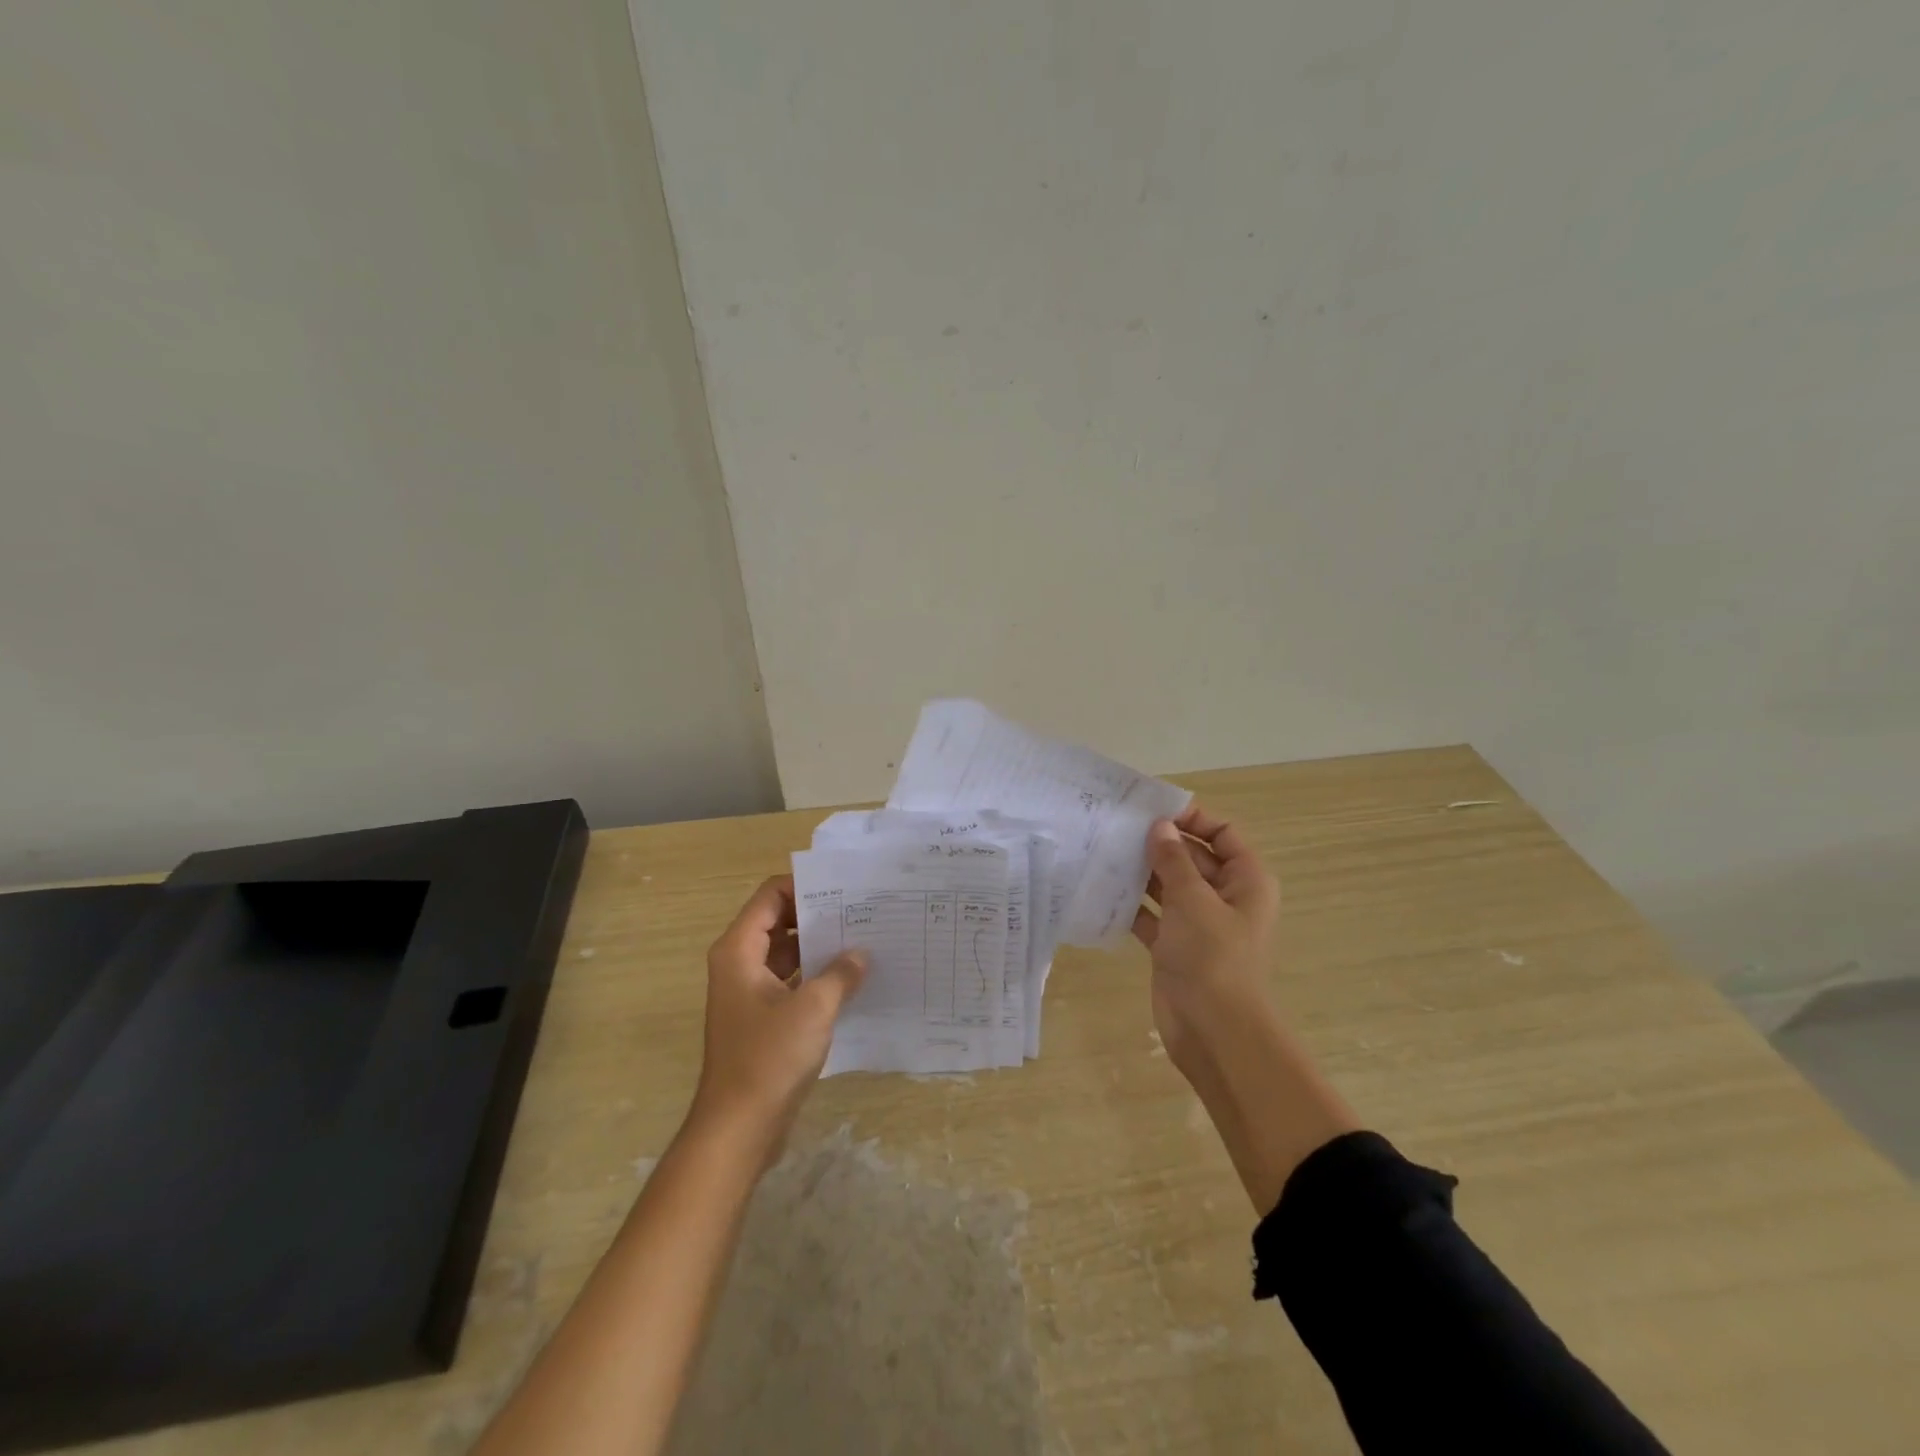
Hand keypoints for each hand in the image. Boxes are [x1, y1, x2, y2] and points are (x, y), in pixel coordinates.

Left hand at [689, 876, 866, 1159]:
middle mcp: (740, 964)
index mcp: (739, 950)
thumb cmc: (768, 1058)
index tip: (845, 888)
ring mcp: (750, 993)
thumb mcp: (813, 1008)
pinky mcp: (763, 1019)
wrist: (738, 1130)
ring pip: (788, 954)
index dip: (804, 886)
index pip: (770, 896)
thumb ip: (840, 973)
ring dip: (821, 948)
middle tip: (863, 911)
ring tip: (865, 941)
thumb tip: (862, 954)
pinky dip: (817, 978)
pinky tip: (853, 981)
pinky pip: (792, 983)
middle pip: (779, 922)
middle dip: (819, 916)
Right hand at [1131, 804, 1280, 1075]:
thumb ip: (1173, 860)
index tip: (1153, 810)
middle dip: (1160, 844)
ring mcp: (1199, 924)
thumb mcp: (1192, 899)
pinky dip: (1133, 905)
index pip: (1222, 833)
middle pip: (1193, 858)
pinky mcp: (1175, 947)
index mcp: (1245, 881)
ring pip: (1169, 886)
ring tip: (1105, 852)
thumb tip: (1160, 826)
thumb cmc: (1213, 957)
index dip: (1193, 818)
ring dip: (1142, 872)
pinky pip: (1152, 916)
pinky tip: (1103, 891)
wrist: (1214, 1031)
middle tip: (1118, 828)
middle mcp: (1225, 898)